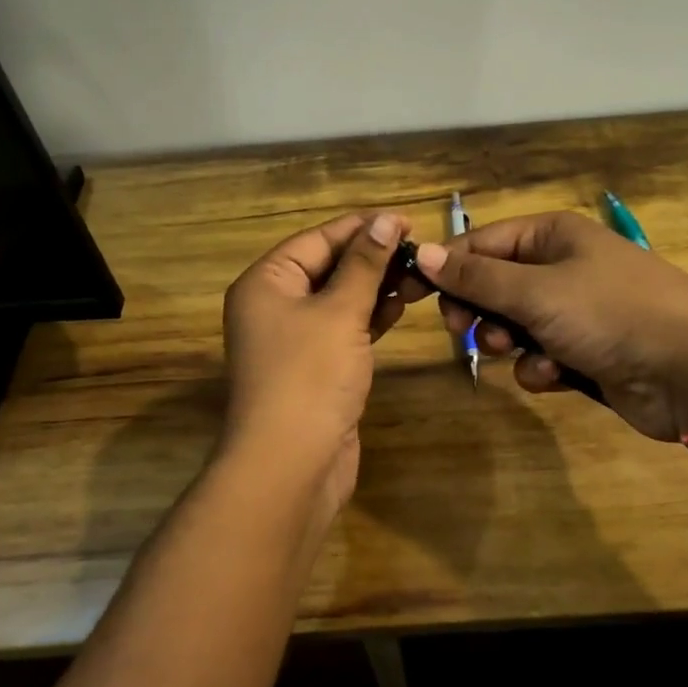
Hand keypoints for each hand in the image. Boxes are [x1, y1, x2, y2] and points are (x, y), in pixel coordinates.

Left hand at [219, 211, 409, 515]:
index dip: (362, 228)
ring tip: (419, 278)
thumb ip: (364, 265)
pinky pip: (343, 329)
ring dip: (375, 287)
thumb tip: (385, 221)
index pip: (318, 239)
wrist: (290, 465)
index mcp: (266, 282)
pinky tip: (399, 308)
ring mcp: (294, 339)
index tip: (407, 221)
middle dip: (373, 259)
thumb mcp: (340, 312)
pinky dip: (369, 317)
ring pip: (339, 299)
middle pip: (328, 267)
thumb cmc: (309, 377)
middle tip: (420, 252)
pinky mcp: (314, 367)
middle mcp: (274, 305)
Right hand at [404, 211, 687, 442]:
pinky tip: (555, 375)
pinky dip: (540, 367)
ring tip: (518, 352)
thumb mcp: (536, 291)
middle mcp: (561, 266)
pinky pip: (540, 354)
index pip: (481, 242)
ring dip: (507, 342)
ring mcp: (576, 310)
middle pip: (494, 285)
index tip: (410, 295)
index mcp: (552, 236)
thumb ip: (476, 277)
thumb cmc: (610, 314)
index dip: (446, 267)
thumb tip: (423, 253)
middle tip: (464, 331)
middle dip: (479, 311)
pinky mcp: (586, 351)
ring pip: (513, 324)